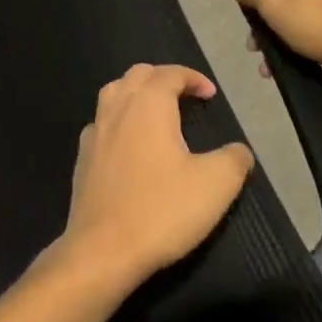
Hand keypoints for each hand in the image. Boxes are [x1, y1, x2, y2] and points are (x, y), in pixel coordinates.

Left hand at [58, 64, 254, 294]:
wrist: (103, 248)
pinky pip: (102, 122)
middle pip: (138, 75)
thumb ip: (234, 160)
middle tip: (185, 96)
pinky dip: (119, 120)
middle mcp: (117, 107)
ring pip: (114, 93)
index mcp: (148, 104)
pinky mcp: (82, 156)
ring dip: (136, 93)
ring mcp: (95, 130)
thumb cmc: (162, 210)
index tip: (210, 94)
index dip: (192, 78)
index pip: (169, 73)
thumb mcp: (215, 185)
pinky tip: (129, 143)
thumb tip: (239, 150)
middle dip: (163, 78)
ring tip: (157, 112)